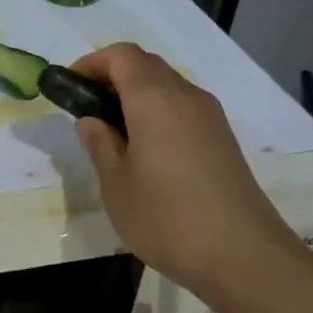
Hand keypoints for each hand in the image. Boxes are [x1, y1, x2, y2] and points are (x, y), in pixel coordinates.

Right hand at [70, 44, 307, 305]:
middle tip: (86, 111)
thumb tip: (92, 120)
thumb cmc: (166, 217)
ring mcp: (210, 117)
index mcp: (155, 98)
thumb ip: (99, 143)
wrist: (244, 257)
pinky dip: (156, 113)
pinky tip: (144, 152)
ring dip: (134, 96)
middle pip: (145, 65)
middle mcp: (186, 96)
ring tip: (112, 135)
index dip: (90, 63)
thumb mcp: (115, 183)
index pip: (120, 55)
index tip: (68, 89)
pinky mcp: (222, 139)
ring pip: (166, 86)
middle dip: (111, 77)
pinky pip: (181, 109)